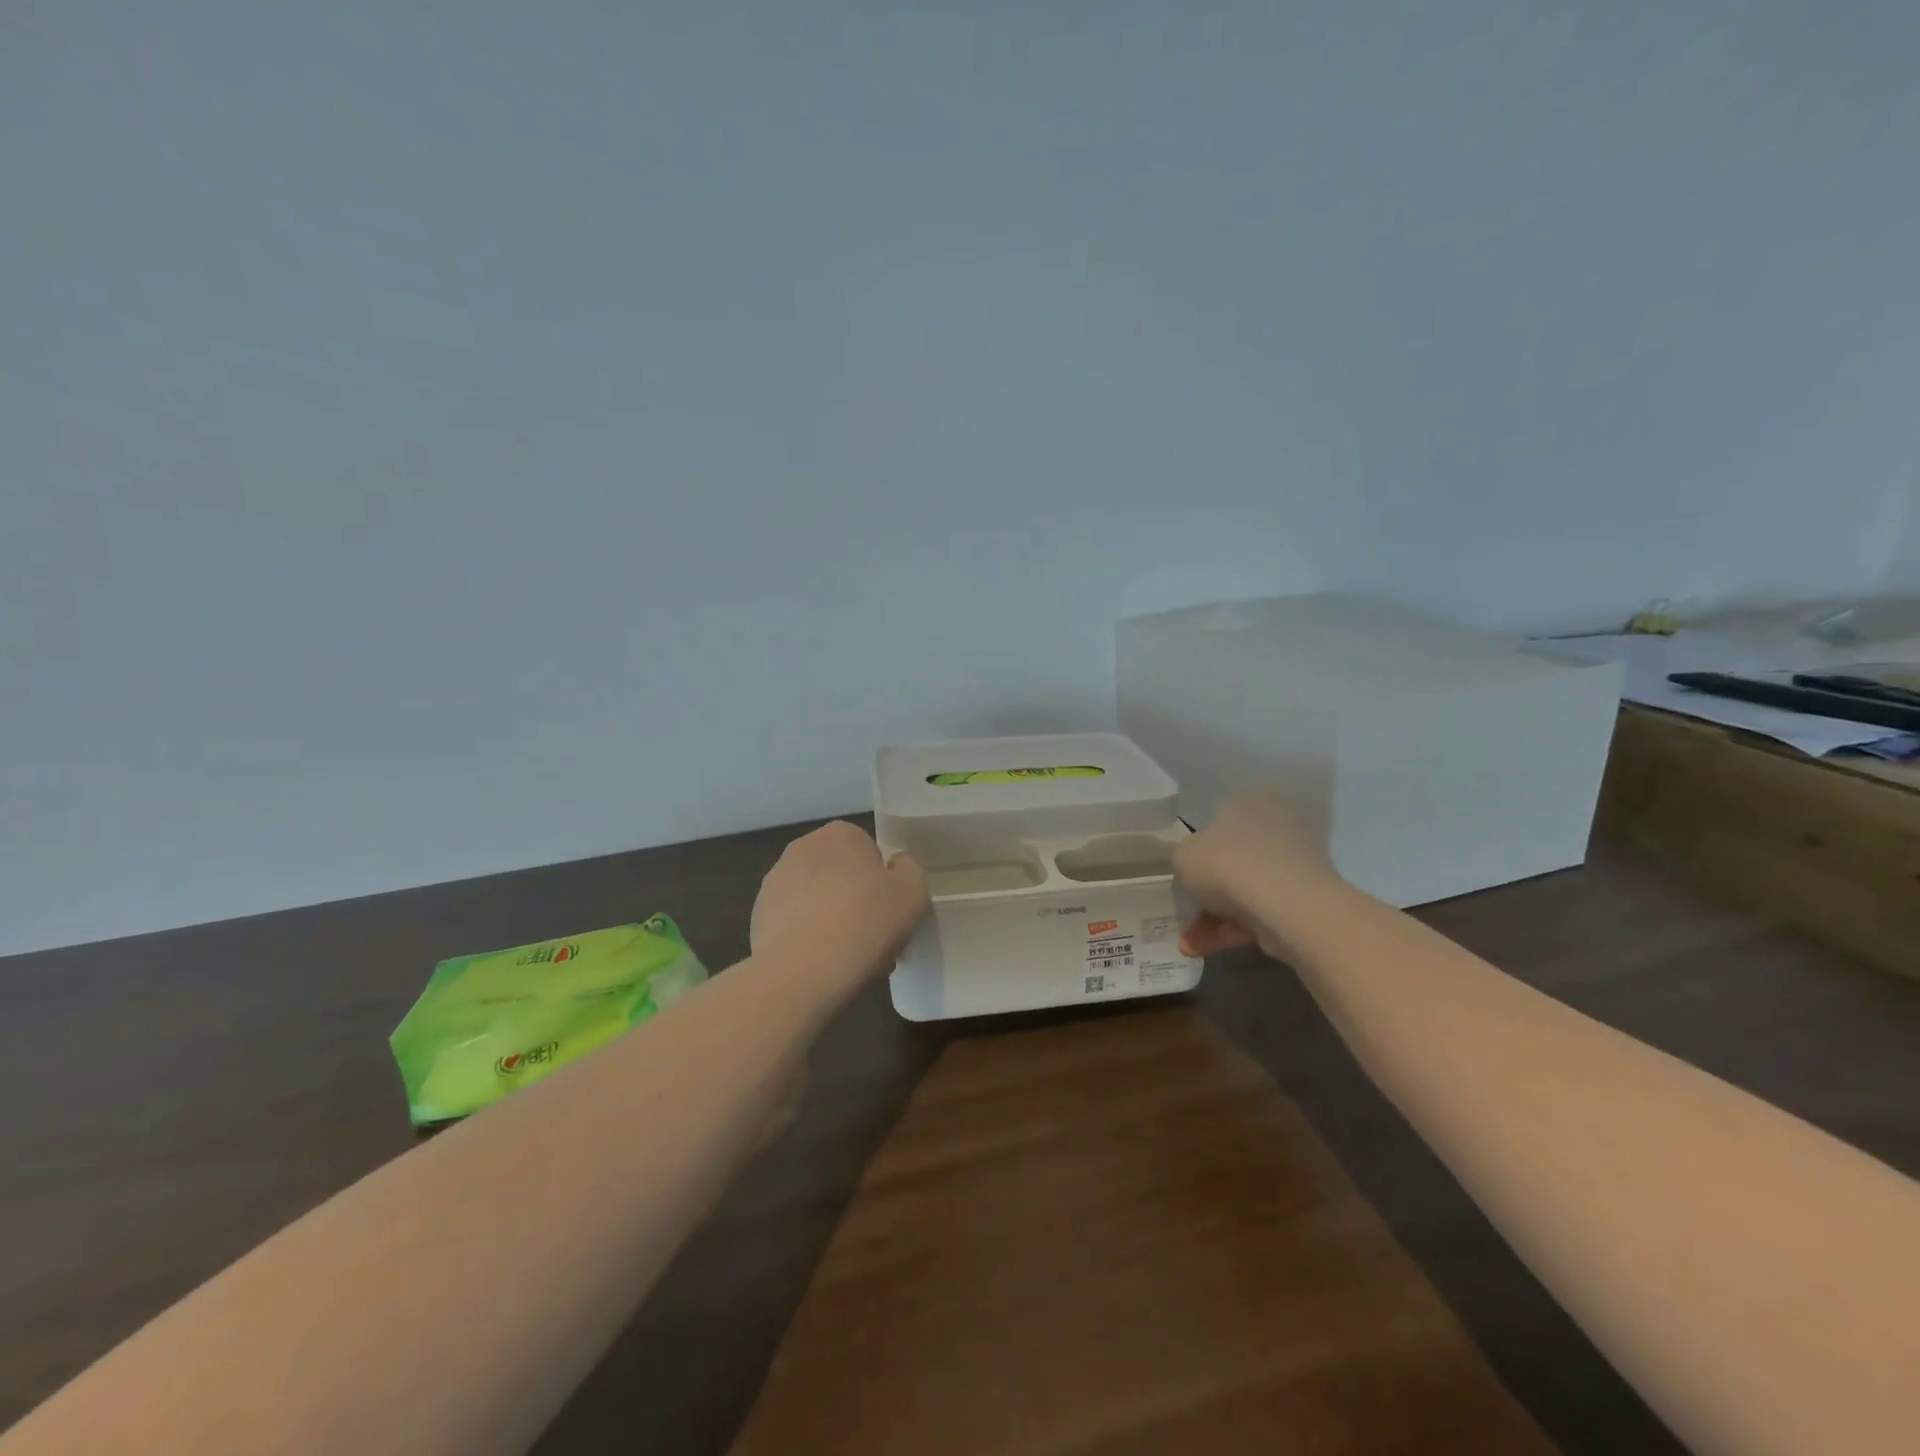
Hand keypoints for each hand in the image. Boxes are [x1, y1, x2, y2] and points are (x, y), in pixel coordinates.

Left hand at [751, 821, 928, 990]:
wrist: (803, 972)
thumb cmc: (866, 922)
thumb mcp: (913, 891)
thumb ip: (909, 869)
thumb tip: (894, 867)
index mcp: (840, 834)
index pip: (869, 851)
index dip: (883, 883)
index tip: (890, 912)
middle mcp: (802, 848)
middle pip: (841, 875)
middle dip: (855, 900)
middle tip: (873, 937)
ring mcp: (774, 882)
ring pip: (817, 900)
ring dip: (832, 920)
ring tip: (848, 959)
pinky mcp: (757, 916)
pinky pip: (795, 924)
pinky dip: (808, 939)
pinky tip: (821, 966)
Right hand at [1173, 791, 1339, 958]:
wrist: (1285, 905)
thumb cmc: (1225, 864)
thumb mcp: (1182, 856)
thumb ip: (1184, 860)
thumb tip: (1196, 870)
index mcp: (1247, 803)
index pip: (1217, 823)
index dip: (1196, 853)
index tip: (1182, 879)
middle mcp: (1275, 826)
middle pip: (1231, 861)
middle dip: (1205, 894)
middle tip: (1185, 915)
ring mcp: (1294, 865)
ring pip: (1244, 891)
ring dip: (1213, 918)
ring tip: (1189, 945)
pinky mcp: (1305, 900)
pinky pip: (1261, 913)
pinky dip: (1233, 930)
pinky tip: (1206, 948)